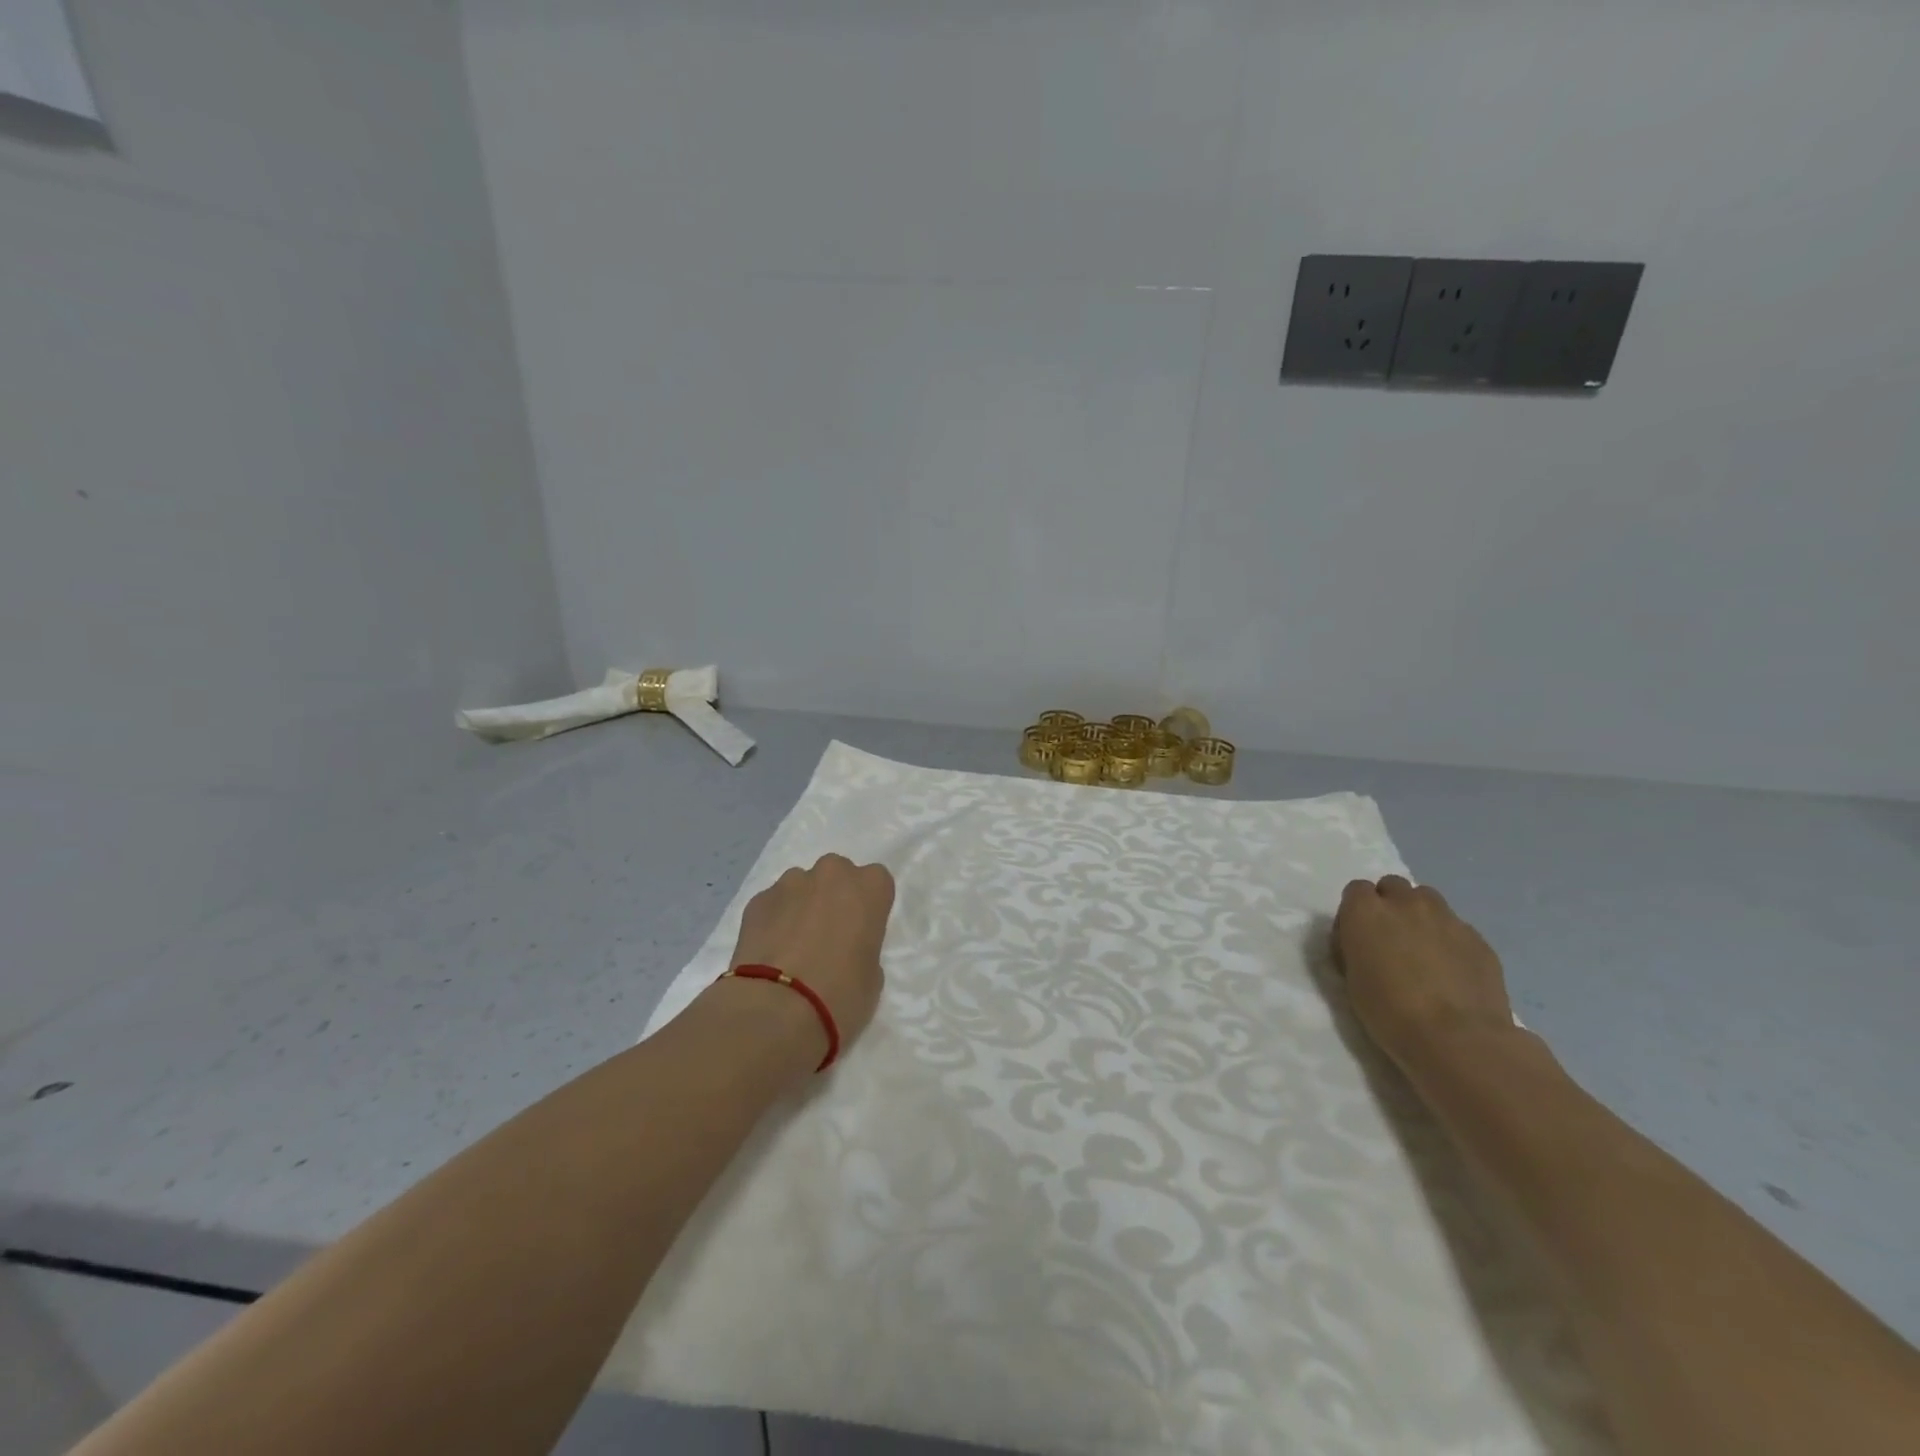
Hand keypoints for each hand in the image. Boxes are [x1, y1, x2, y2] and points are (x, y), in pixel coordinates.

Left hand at [723, 853, 893, 1072]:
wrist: (775, 1010)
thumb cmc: (840, 995)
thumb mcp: (873, 977)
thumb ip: (863, 948)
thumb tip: (845, 950)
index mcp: (869, 888)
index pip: (877, 881)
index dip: (869, 906)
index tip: (862, 931)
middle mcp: (831, 874)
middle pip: (837, 875)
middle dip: (834, 897)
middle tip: (828, 935)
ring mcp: (790, 883)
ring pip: (802, 886)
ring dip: (802, 906)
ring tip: (794, 947)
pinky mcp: (757, 900)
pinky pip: (774, 904)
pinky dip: (774, 920)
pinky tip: (770, 953)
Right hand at [1334, 875, 1514, 1070]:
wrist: (1457, 1039)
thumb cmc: (1389, 1012)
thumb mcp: (1352, 977)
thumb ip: (1358, 946)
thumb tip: (1366, 943)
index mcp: (1365, 911)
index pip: (1356, 890)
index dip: (1357, 912)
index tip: (1358, 937)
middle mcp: (1405, 903)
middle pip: (1393, 886)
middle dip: (1390, 905)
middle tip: (1391, 940)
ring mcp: (1446, 918)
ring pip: (1428, 901)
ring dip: (1421, 916)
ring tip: (1423, 952)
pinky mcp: (1478, 939)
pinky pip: (1457, 928)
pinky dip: (1450, 941)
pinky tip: (1452, 972)